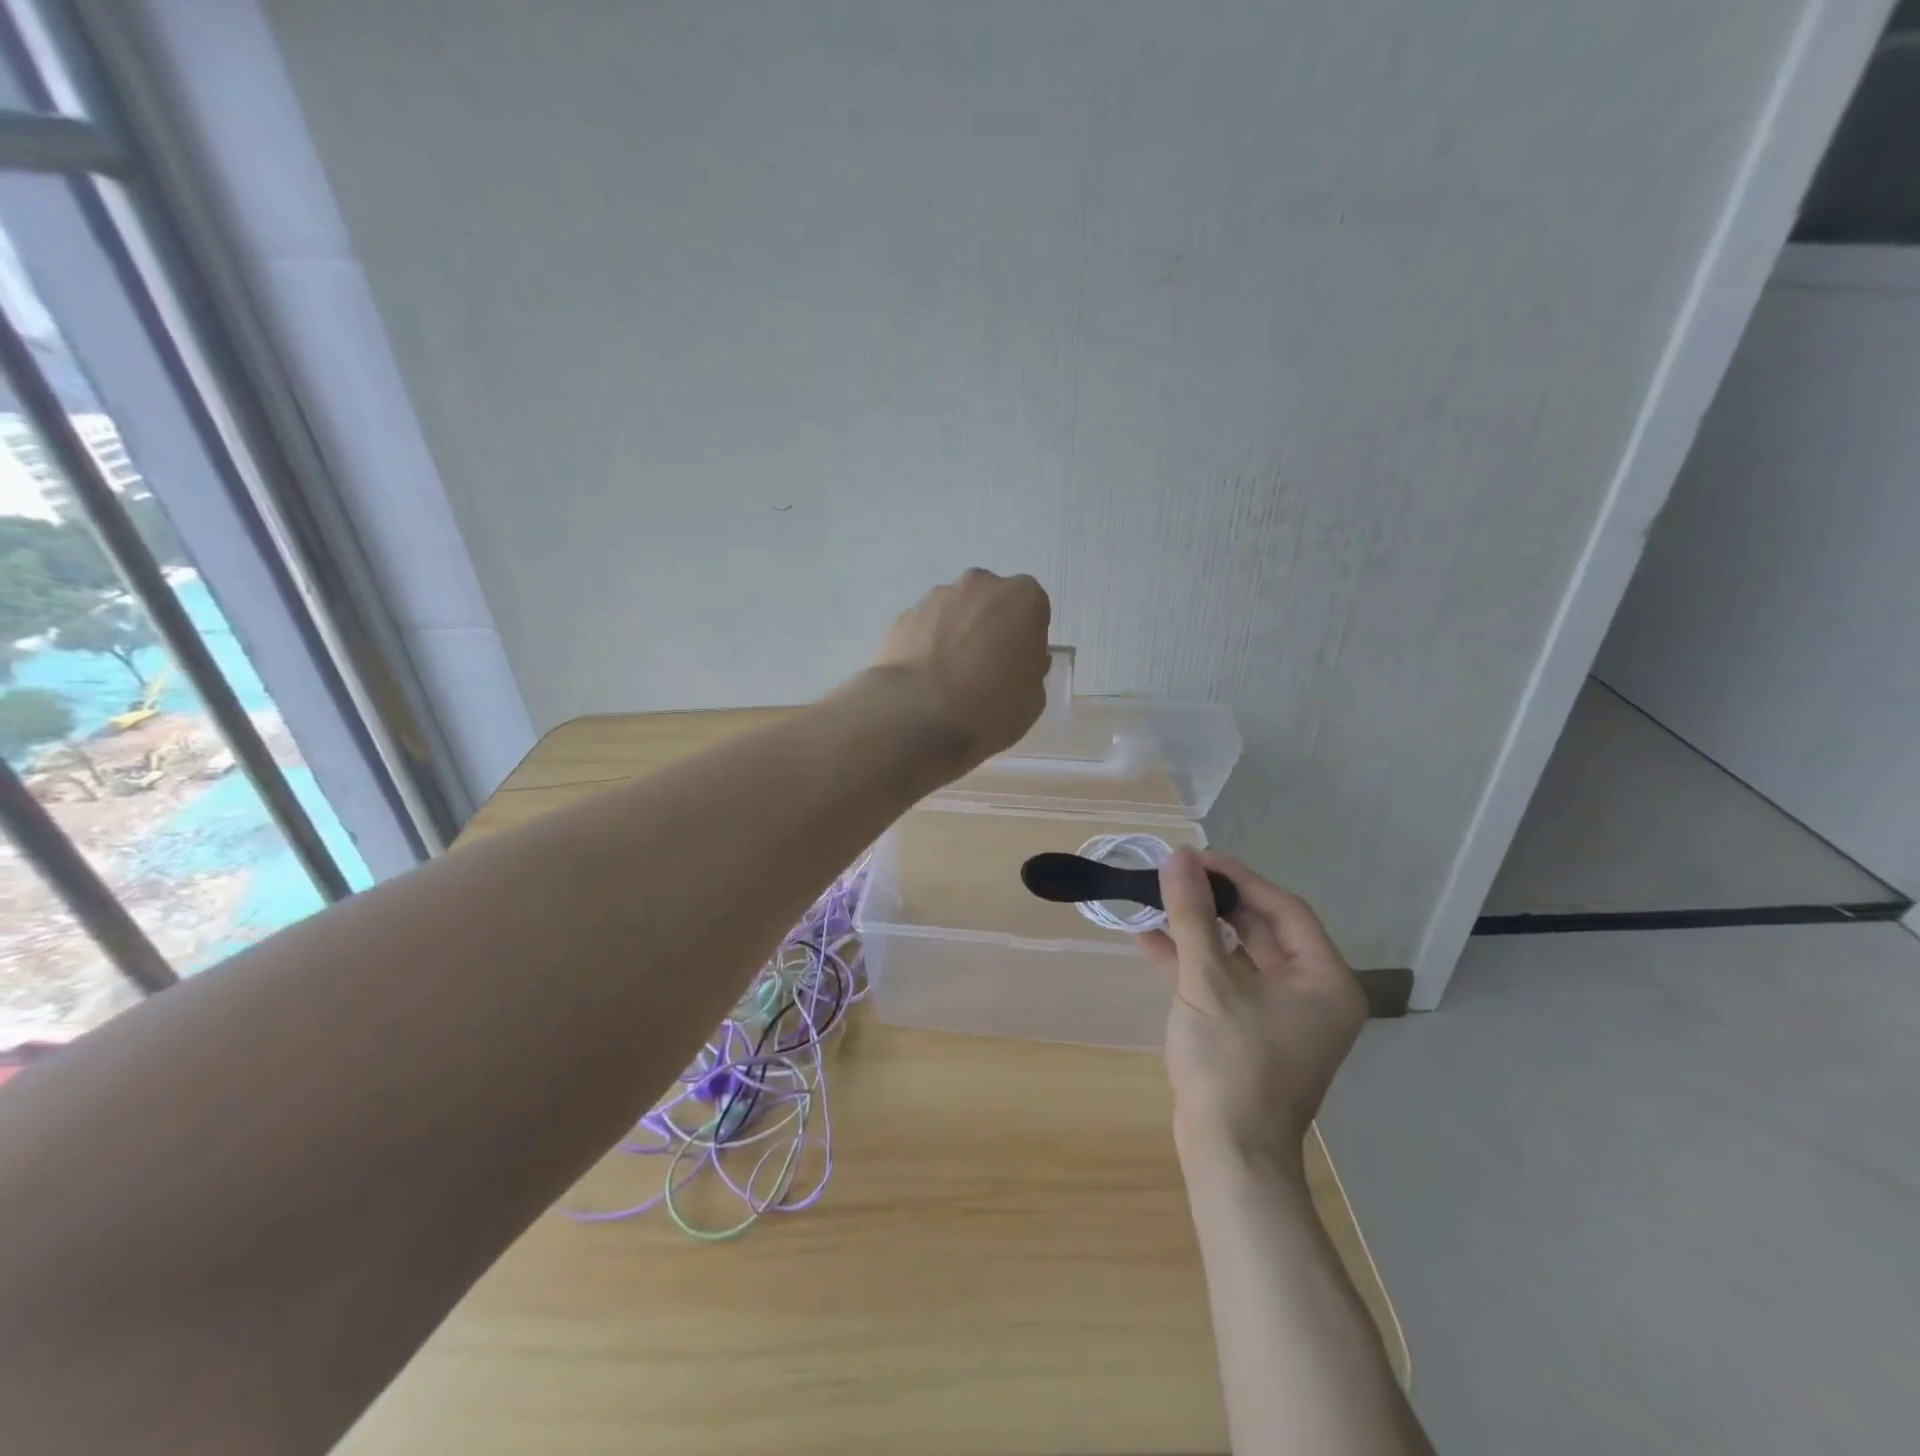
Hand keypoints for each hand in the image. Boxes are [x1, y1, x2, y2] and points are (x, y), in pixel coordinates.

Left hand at [871, 568, 1051, 771]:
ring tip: (950, 676)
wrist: (919, 716)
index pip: (1033, 610)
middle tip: (986, 668)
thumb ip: (1031, 669)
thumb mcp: (1033, 698)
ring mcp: (937, 597)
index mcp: (1022, 598)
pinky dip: (928, 644)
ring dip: (958, 633)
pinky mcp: (904, 616)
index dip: (1026, 638)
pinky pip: (926, 628)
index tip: (1018, 665)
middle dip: (990, 626)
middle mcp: (980, 585)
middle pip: (991, 602)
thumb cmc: (990, 707)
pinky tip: (926, 677)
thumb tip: (1017, 662)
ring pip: (956, 611)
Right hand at [1138, 848, 1365, 1174]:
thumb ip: (1192, 915)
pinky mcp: (1252, 1033)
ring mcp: (1283, 1017)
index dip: (1238, 877)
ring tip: (1157, 903)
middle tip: (1174, 877)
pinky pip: (1226, 983)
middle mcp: (1312, 994)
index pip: (1283, 908)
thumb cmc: (1230, 1060)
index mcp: (1324, 979)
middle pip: (1262, 929)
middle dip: (1215, 903)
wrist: (1228, 1153)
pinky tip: (1151, 942)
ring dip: (1199, 931)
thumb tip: (1178, 857)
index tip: (1195, 859)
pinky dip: (1193, 963)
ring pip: (1240, 956)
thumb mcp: (1207, 979)